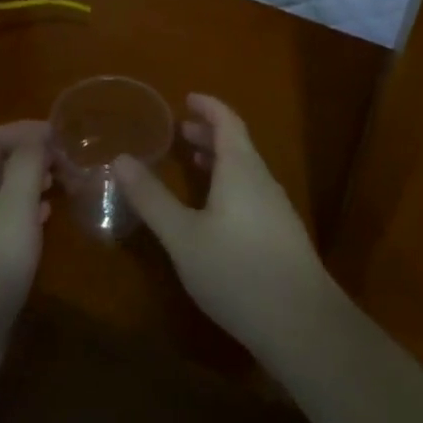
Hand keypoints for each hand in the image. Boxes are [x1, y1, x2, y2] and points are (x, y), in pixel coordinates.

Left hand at [0, 120, 51, 369]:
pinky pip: (1, 226)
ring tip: (61, 188)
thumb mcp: (15, 207)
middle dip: (31, 157)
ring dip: (30, 186)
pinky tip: (43, 227)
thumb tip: (37, 137)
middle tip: (66, 164)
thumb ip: (28, 166)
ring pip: (0, 197)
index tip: (60, 135)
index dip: (25, 130)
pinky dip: (25, 216)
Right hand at [114, 94, 338, 364]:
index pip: (227, 121)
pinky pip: (252, 191)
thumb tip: (121, 160)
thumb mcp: (183, 236)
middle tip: (180, 132)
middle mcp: (263, 180)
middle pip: (238, 144)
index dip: (208, 107)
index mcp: (241, 169)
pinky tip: (216, 211)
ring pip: (246, 170)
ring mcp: (277, 208)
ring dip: (220, 160)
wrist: (302, 323)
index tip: (187, 99)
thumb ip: (152, 198)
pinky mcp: (282, 235)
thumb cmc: (236, 271)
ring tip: (194, 163)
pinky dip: (230, 184)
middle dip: (209, 133)